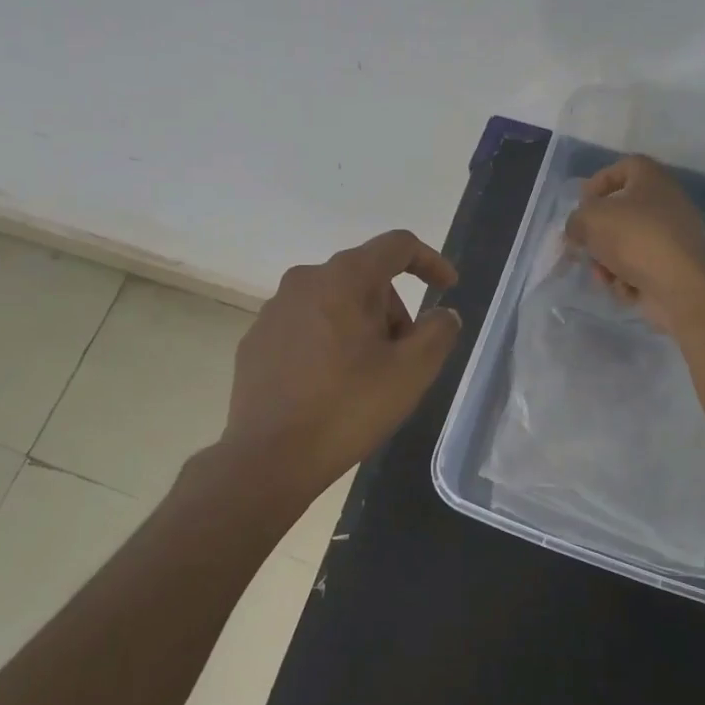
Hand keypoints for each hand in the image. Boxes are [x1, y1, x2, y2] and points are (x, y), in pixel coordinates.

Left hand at [225, 230, 460, 496]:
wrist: (268, 458)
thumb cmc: (347, 408)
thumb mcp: (411, 372)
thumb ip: (438, 332)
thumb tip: (443, 314)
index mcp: (343, 278)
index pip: (397, 246)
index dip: (430, 261)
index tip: (448, 288)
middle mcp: (304, 281)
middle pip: (365, 278)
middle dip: (393, 309)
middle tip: (404, 357)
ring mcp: (274, 310)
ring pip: (335, 302)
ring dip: (362, 327)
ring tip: (368, 376)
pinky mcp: (256, 340)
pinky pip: (306, 326)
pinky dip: (329, 342)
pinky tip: (331, 385)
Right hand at [564, 155, 704, 330]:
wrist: (681, 284)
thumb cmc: (635, 238)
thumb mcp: (591, 219)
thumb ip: (576, 220)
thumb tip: (577, 231)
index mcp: (651, 179)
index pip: (623, 167)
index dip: (598, 182)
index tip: (582, 205)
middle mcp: (665, 203)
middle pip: (620, 214)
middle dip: (598, 236)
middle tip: (583, 248)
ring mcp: (671, 237)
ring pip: (626, 246)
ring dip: (608, 263)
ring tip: (604, 277)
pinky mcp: (672, 267)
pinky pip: (640, 268)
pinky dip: (628, 279)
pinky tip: (627, 288)